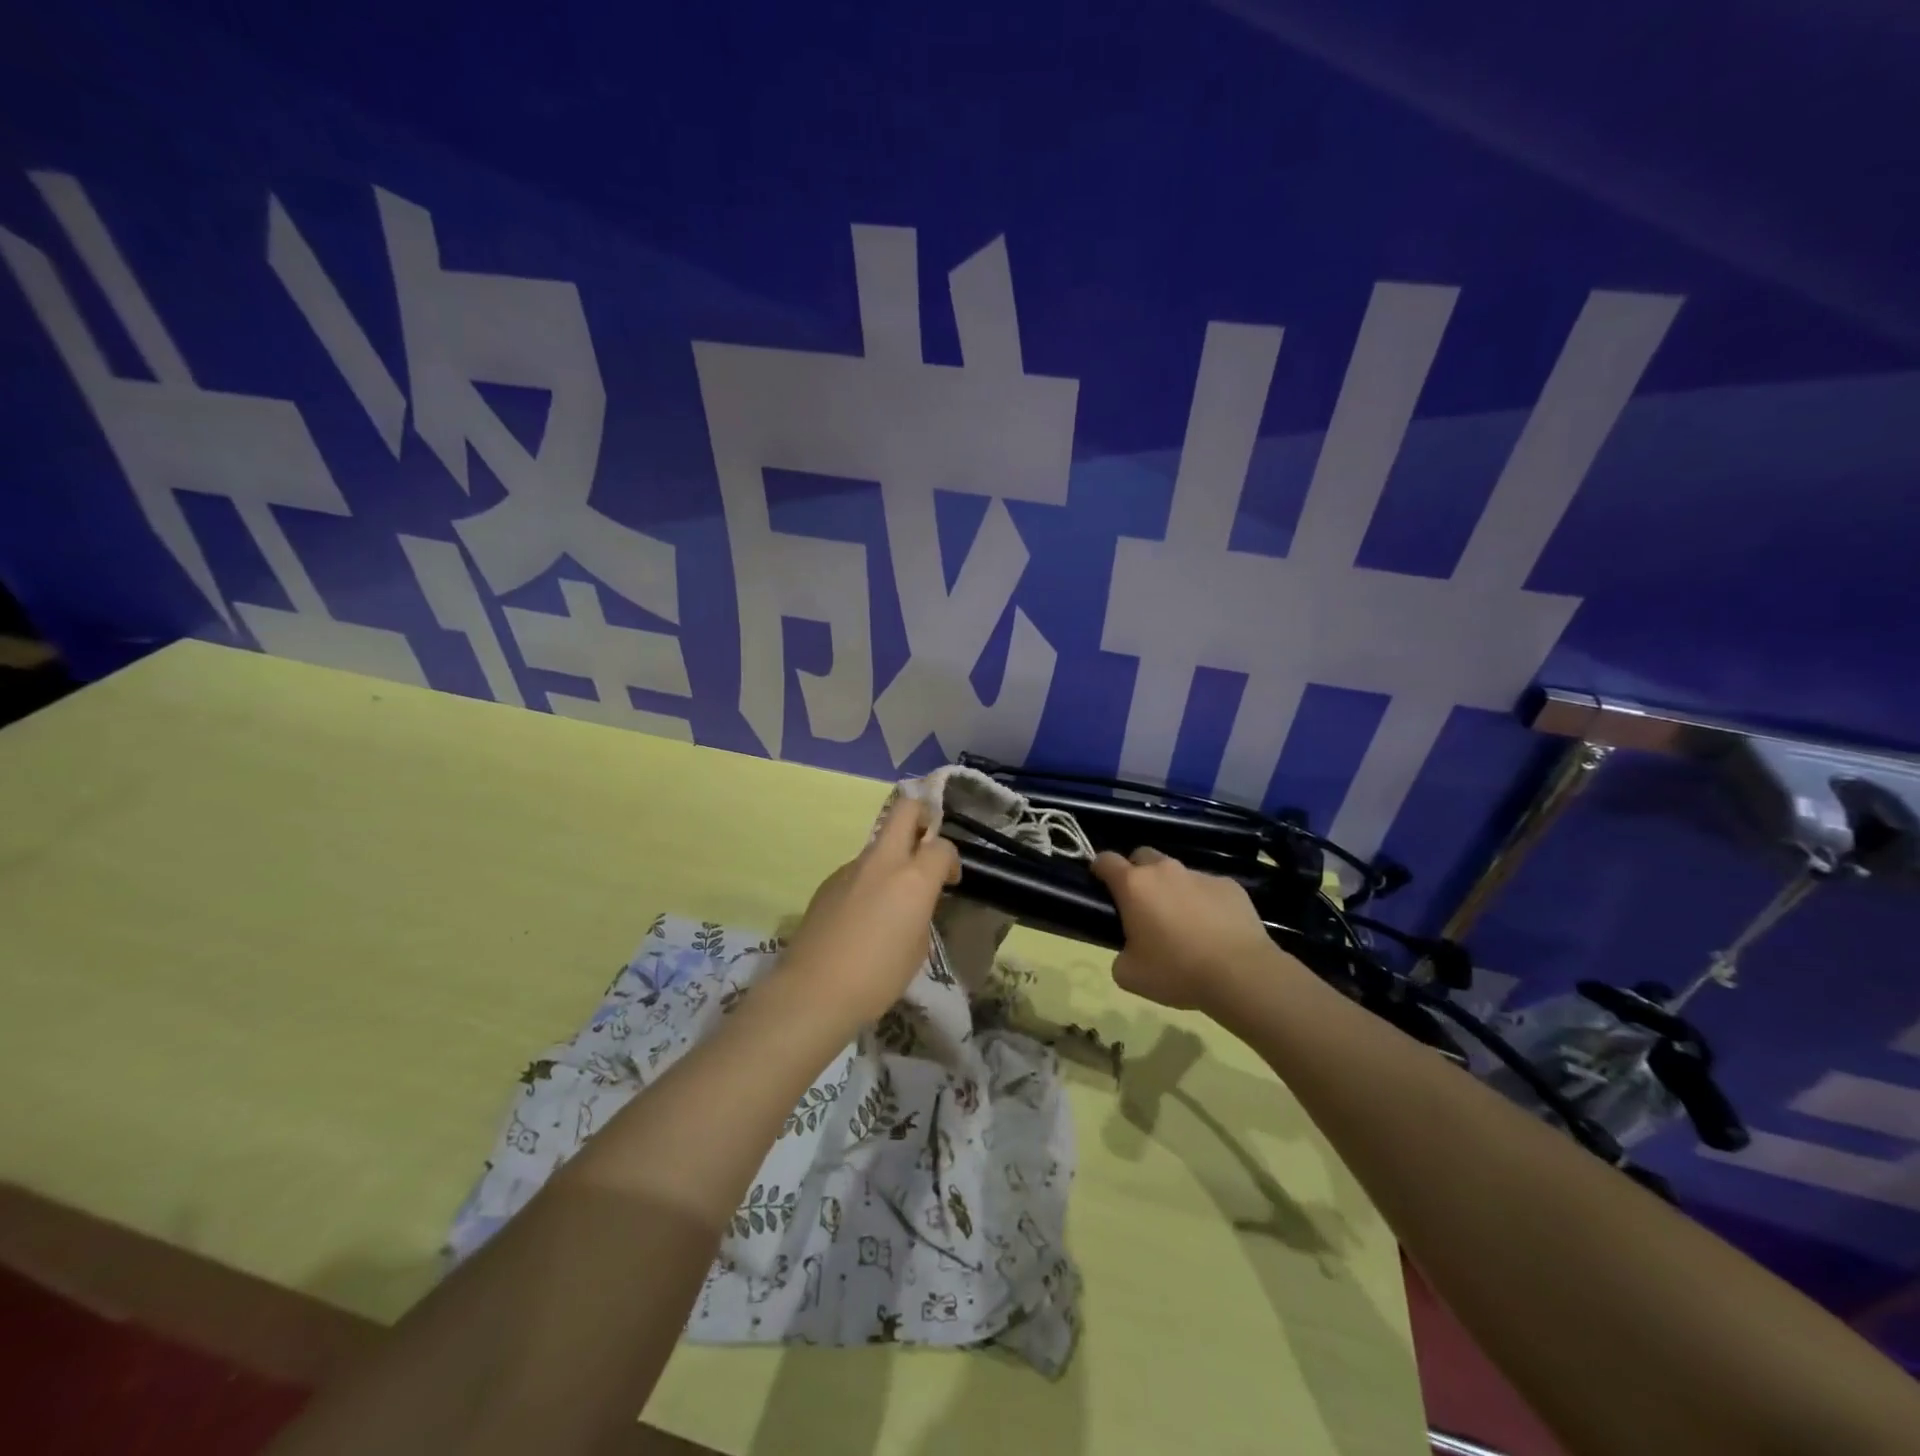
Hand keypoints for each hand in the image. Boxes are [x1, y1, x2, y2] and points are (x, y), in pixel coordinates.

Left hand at [778, 795, 960, 1025]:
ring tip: (889, 900)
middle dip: (921, 816)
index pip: (942, 846)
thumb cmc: (878, 976)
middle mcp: (883, 862)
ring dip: (892, 858)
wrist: (814, 990)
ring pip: (879, 844)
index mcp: (913, 878)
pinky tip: (861, 917)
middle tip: (925, 845)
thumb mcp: (918, 948)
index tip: (949, 882)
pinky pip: (858, 870)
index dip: (951, 860)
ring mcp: (851, 868)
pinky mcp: (828, 882)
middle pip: (905, 810)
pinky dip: (868, 882)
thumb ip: (921, 911)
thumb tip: (914, 900)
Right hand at [1090, 847, 1287, 1014]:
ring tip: (1183, 923)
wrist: (1240, 973)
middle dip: (1137, 873)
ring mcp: (1199, 875)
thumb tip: (1129, 949)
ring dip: (1173, 890)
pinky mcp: (1229, 885)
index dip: (1099, 869)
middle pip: (1142, 856)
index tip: (1100, 884)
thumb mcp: (1129, 975)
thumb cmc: (1176, 971)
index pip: (1106, 860)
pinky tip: (1214, 929)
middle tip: (1142, 905)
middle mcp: (1165, 870)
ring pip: (1177, 873)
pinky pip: (1208, 887)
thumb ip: (1120, 954)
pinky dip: (1204, 902)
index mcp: (1134, 885)